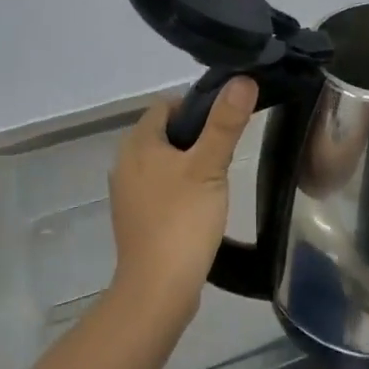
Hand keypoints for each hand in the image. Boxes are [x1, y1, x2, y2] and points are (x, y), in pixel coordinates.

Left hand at [108, 78, 258, 325]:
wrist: (158, 289)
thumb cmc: (182, 220)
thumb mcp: (210, 166)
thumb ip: (225, 122)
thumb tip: (242, 79)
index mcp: (137, 143)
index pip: (166, 105)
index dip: (197, 106)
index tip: (226, 121)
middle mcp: (125, 162)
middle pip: (165, 133)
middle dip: (196, 136)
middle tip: (227, 150)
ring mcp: (128, 193)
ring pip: (164, 162)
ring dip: (189, 163)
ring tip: (218, 177)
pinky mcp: (136, 218)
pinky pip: (161, 188)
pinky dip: (180, 188)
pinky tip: (202, 204)